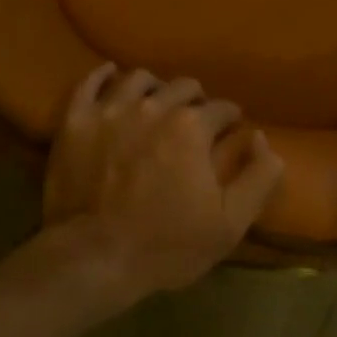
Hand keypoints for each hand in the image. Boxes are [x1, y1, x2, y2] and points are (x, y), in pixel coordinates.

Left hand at [45, 63, 284, 303]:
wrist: (92, 260)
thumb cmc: (165, 245)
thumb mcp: (230, 223)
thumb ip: (259, 176)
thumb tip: (260, 137)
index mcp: (192, 126)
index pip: (221, 108)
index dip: (230, 119)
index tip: (230, 129)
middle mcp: (153, 105)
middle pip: (183, 87)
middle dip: (195, 100)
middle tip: (193, 120)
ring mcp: (110, 109)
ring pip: (139, 79)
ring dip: (154, 88)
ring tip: (155, 103)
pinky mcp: (75, 120)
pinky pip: (90, 83)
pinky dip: (103, 76)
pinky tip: (111, 76)